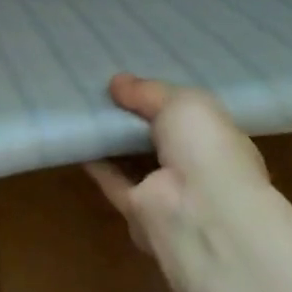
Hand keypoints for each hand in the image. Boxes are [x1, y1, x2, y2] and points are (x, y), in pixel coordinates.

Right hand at [86, 73, 268, 265]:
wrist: (200, 212)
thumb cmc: (205, 149)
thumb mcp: (183, 102)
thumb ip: (148, 91)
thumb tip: (117, 82)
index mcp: (215, 140)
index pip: (188, 116)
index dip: (162, 97)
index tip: (133, 78)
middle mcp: (193, 167)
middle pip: (156, 136)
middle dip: (133, 115)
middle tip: (101, 87)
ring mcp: (165, 191)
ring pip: (132, 158)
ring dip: (111, 136)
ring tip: (82, 104)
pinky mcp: (136, 210)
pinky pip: (111, 178)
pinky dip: (94, 159)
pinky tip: (76, 134)